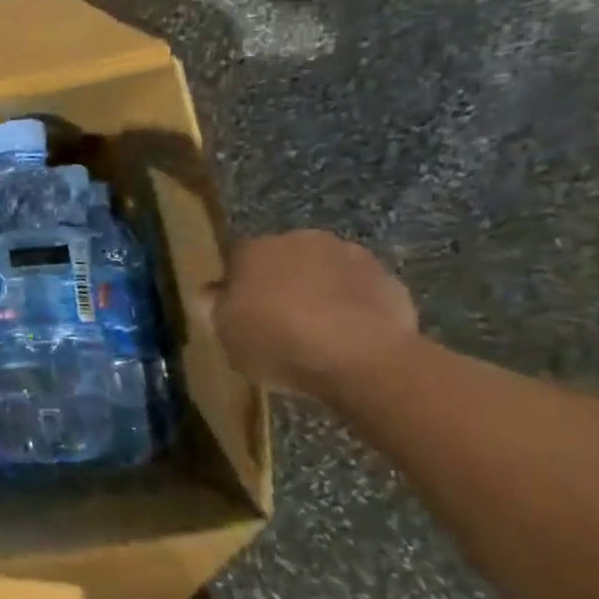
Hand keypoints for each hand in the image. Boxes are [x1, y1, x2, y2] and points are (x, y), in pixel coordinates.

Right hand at [201, 231, 419, 399]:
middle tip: (279, 320)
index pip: (236, 259)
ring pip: (324, 272)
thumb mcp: (227, 335)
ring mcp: (349, 256)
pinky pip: (359, 291)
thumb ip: (216, 308)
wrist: (361, 358)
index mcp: (254, 249)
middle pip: (283, 260)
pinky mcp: (388, 279)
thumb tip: (211, 291)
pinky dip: (353, 307)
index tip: (241, 312)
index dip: (238, 285)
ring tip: (319, 330)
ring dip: (319, 291)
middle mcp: (300, 240)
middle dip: (281, 282)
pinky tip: (350, 337)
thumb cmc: (278, 343)